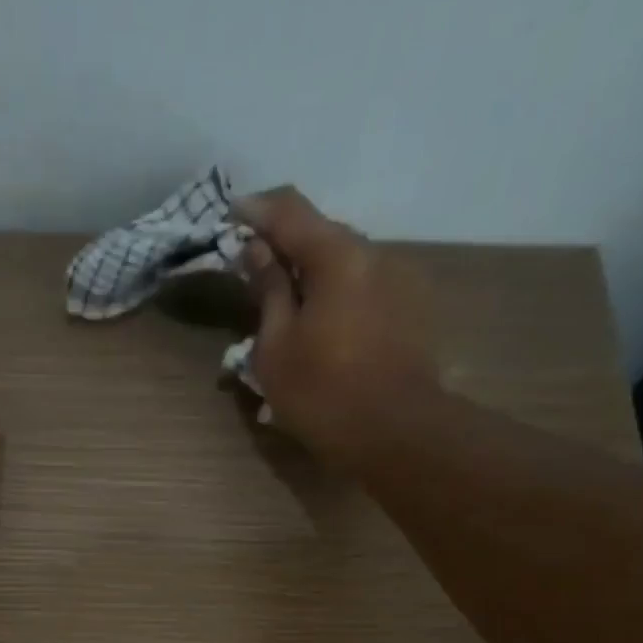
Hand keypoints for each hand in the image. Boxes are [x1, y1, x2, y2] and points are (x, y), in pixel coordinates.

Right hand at [236, 188, 440, 471]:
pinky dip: (337, 299)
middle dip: (285, 250)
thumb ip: (268, 291)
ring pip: (345, 266)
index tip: (229, 216)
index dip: (254, 209)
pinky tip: (324, 333)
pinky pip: (364, 290)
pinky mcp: (412, 310)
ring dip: (314, 278)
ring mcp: (400, 281)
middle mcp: (375, 254)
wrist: (397, 434)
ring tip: (289, 314)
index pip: (289, 209)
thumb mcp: (276, 347)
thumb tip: (257, 250)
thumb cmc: (324, 393)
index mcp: (338, 255)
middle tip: (254, 277)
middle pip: (321, 236)